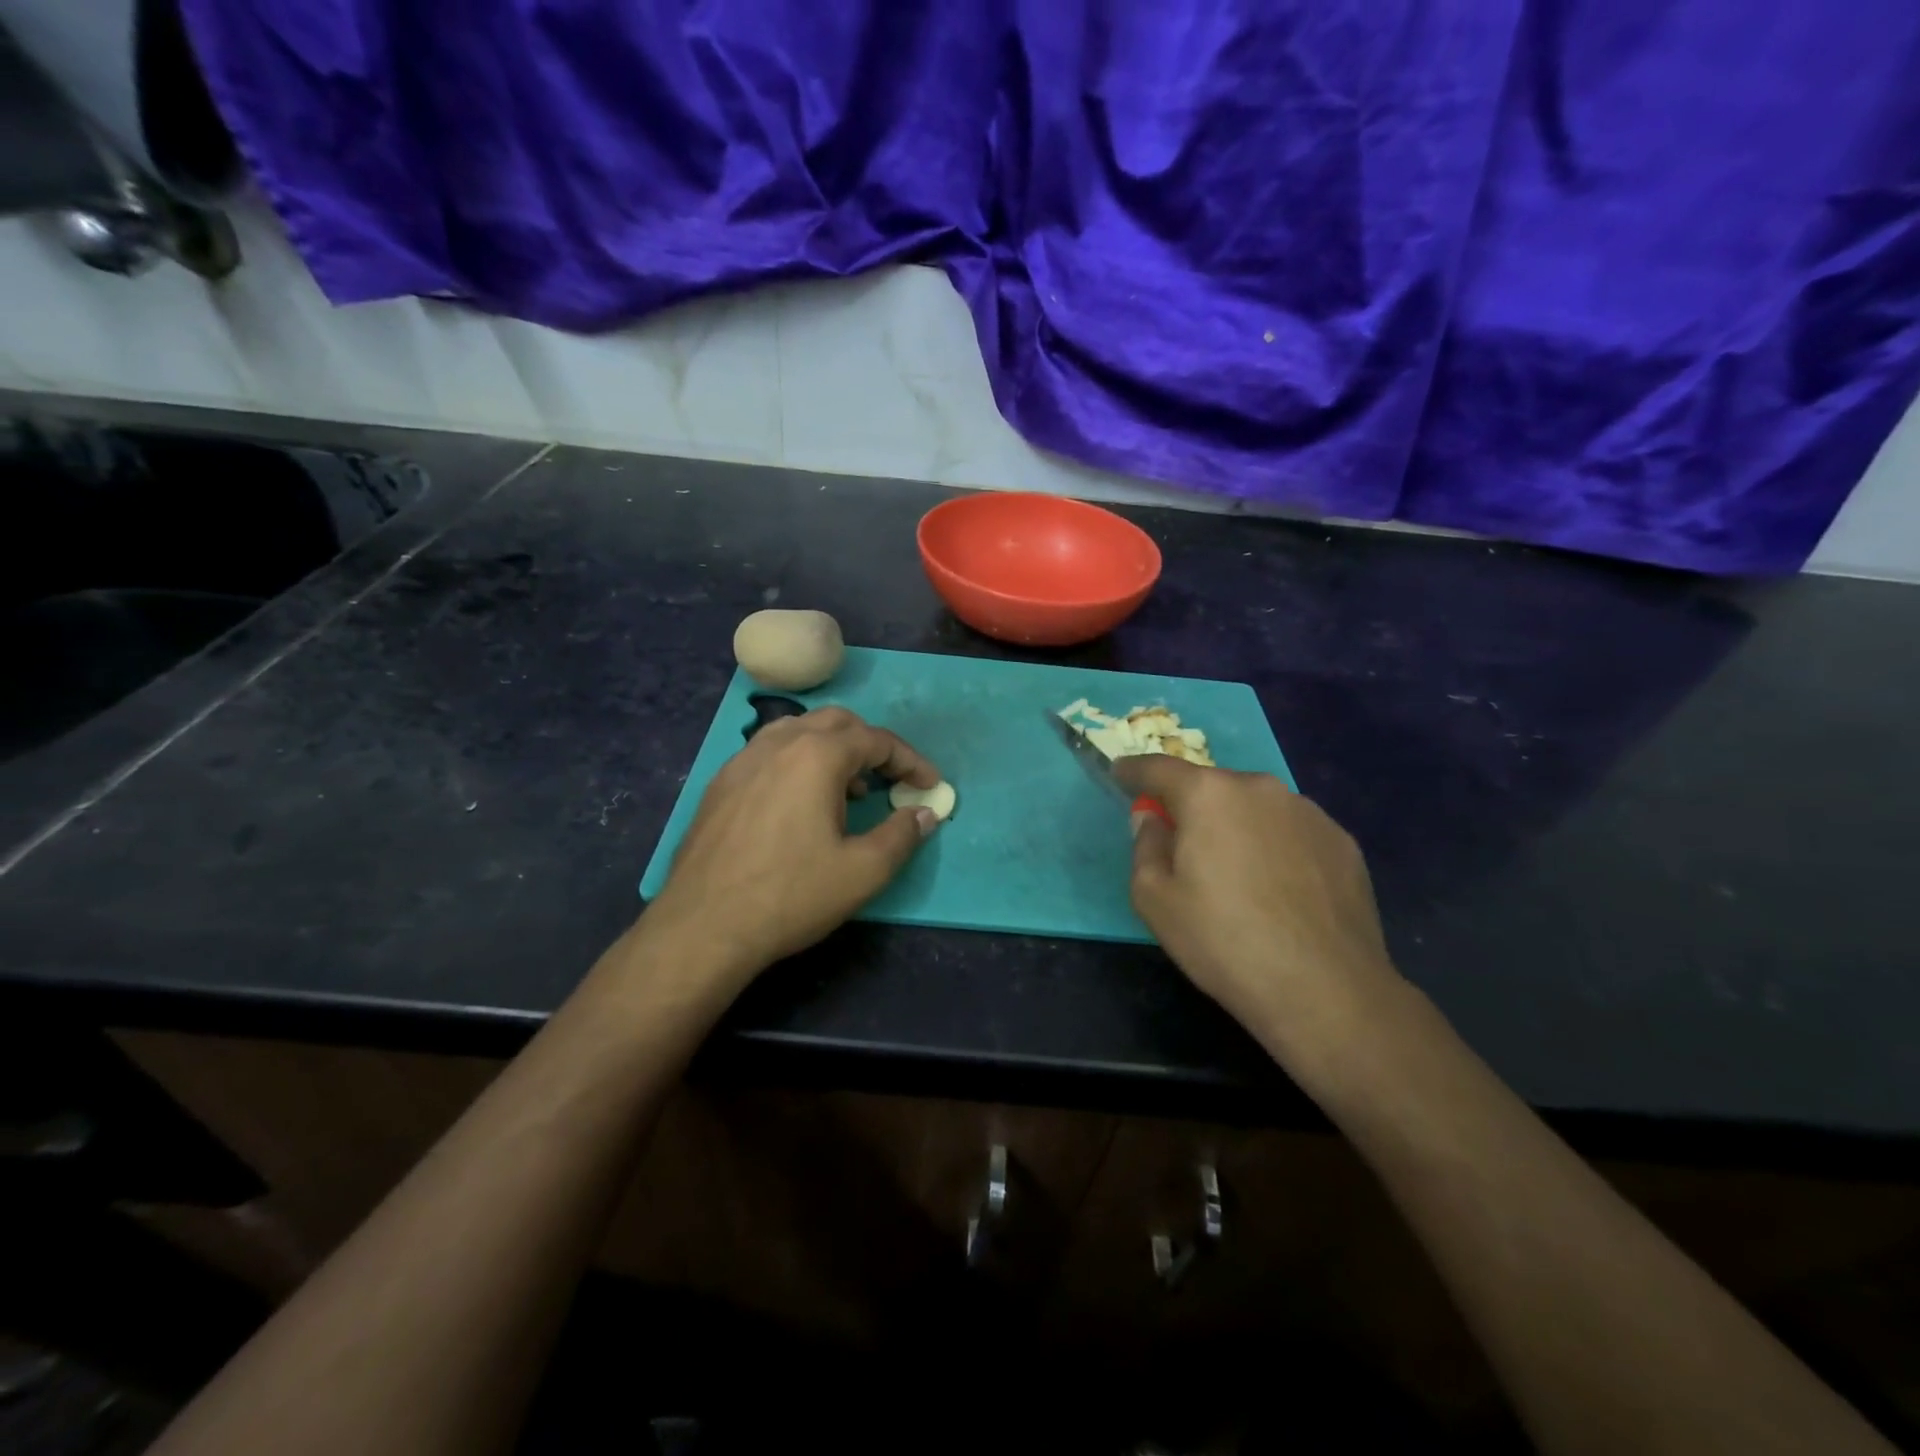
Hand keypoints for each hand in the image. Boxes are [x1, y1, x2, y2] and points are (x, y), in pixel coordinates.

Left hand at [646, 707, 942, 972]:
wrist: (703, 927)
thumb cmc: (791, 895)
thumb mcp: (863, 871)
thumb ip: (902, 835)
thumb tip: (924, 813)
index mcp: (817, 755)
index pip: (877, 740)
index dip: (910, 761)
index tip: (930, 785)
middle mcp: (779, 743)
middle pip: (837, 723)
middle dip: (872, 746)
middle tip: (891, 779)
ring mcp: (743, 760)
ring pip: (799, 731)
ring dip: (833, 749)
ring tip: (849, 789)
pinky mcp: (721, 783)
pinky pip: (770, 752)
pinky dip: (799, 762)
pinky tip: (801, 803)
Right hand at [1113, 755, 1406, 1067]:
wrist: (1325, 989)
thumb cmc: (1223, 941)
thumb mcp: (1154, 899)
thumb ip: (1145, 846)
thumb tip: (1153, 820)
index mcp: (1208, 795)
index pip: (1159, 769)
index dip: (1134, 771)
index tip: (1120, 774)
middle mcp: (1260, 788)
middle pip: (1212, 788)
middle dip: (1191, 807)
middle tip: (1183, 846)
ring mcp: (1308, 812)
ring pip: (1255, 808)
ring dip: (1237, 826)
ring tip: (1237, 876)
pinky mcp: (1342, 842)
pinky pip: (1292, 832)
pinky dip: (1275, 847)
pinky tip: (1279, 891)